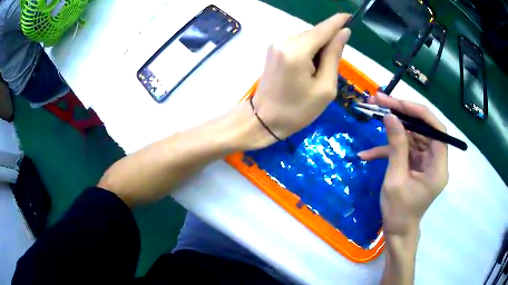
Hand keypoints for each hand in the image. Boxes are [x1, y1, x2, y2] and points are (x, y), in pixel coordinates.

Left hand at [249, 13, 350, 147]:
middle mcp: (284, 41)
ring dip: (318, 48)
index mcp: (297, 51)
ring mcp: (276, 43)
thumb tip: (343, 33)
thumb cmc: (298, 110)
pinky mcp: (273, 48)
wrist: (264, 119)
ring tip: (318, 72)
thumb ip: (334, 56)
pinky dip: (308, 50)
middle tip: (332, 66)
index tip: (351, 17)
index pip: (323, 29)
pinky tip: (308, 67)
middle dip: (328, 42)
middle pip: (315, 33)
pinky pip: (298, 42)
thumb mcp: (325, 87)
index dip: (338, 22)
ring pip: (307, 37)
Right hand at [359, 93, 448, 236]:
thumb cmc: (398, 212)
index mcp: (438, 167)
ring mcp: (426, 161)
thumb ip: (396, 147)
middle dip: (403, 114)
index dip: (420, 113)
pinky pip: (405, 149)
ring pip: (413, 135)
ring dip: (394, 128)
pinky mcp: (417, 164)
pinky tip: (368, 154)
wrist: (397, 231)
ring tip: (374, 114)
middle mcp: (436, 161)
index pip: (437, 130)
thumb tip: (390, 116)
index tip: (399, 103)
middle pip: (424, 128)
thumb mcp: (395, 180)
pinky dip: (388, 149)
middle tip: (381, 101)